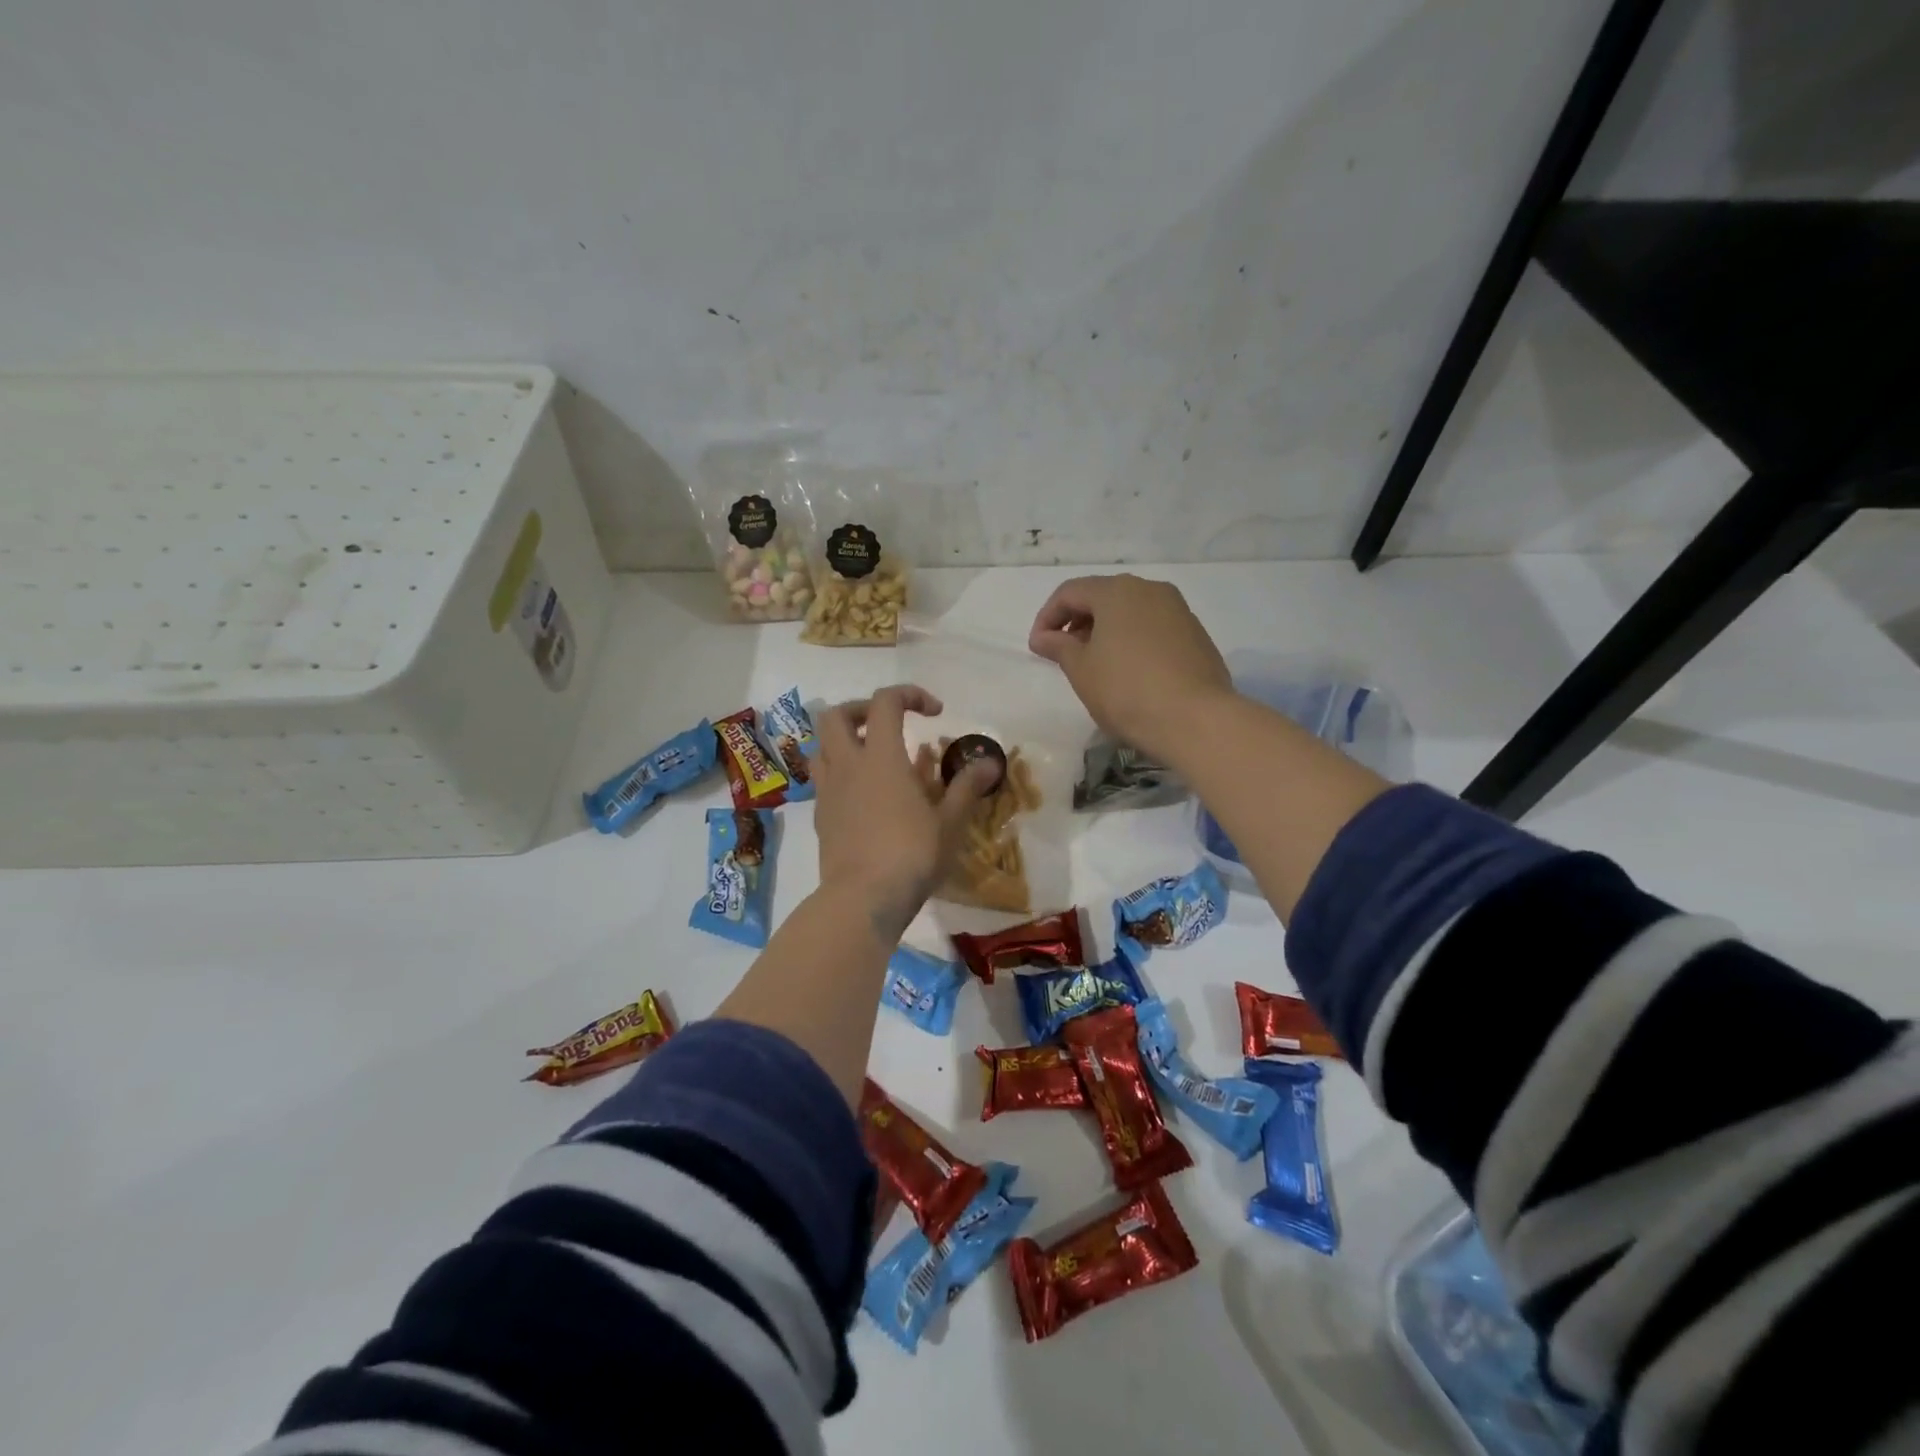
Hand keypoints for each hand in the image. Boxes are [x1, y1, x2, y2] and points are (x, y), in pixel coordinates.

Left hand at [813, 685, 1000, 938]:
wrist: (862, 900)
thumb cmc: (911, 855)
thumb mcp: (949, 822)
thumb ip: (966, 787)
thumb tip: (989, 762)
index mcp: (881, 757)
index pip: (885, 702)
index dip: (909, 694)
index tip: (934, 713)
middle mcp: (848, 765)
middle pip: (835, 715)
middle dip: (861, 709)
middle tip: (888, 724)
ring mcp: (828, 791)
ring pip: (821, 746)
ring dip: (843, 740)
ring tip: (871, 756)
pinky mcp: (820, 816)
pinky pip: (823, 779)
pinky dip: (841, 773)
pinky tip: (864, 795)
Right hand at [1029, 574, 1233, 764]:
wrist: (1195, 720)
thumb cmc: (1126, 691)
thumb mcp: (1081, 670)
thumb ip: (1059, 647)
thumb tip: (1043, 637)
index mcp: (1117, 591)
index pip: (1070, 592)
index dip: (1047, 617)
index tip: (1038, 647)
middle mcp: (1150, 589)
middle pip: (1103, 596)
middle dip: (1077, 622)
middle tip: (1063, 654)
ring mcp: (1178, 610)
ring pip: (1130, 611)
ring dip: (1106, 631)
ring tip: (1095, 664)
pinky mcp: (1196, 634)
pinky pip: (1153, 628)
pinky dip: (1132, 640)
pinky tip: (1128, 671)